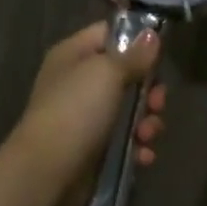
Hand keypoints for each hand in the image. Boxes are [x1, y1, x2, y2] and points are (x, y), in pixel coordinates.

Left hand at [10, 21, 165, 205]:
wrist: (47, 171)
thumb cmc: (76, 110)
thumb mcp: (107, 74)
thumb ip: (133, 55)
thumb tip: (152, 35)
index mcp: (74, 54)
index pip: (108, 34)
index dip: (135, 42)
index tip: (159, 56)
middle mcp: (78, 81)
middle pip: (125, 74)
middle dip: (148, 90)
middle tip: (157, 103)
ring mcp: (84, 116)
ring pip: (128, 109)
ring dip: (146, 122)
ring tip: (147, 135)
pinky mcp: (93, 147)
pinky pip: (123, 139)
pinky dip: (136, 146)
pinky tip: (143, 155)